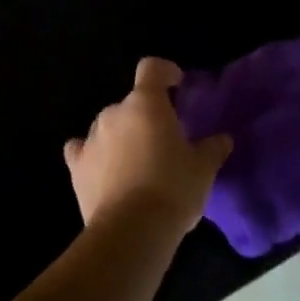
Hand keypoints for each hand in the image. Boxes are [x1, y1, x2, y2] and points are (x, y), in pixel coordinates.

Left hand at [64, 58, 231, 239]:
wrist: (131, 232)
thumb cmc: (172, 189)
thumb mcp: (203, 169)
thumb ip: (213, 148)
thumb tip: (223, 139)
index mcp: (146, 104)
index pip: (151, 68)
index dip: (164, 72)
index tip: (176, 85)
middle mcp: (114, 112)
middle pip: (131, 103)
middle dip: (146, 117)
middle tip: (163, 141)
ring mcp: (91, 138)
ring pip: (109, 126)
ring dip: (122, 137)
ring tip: (138, 164)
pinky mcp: (76, 166)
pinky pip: (82, 150)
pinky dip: (92, 155)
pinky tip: (102, 170)